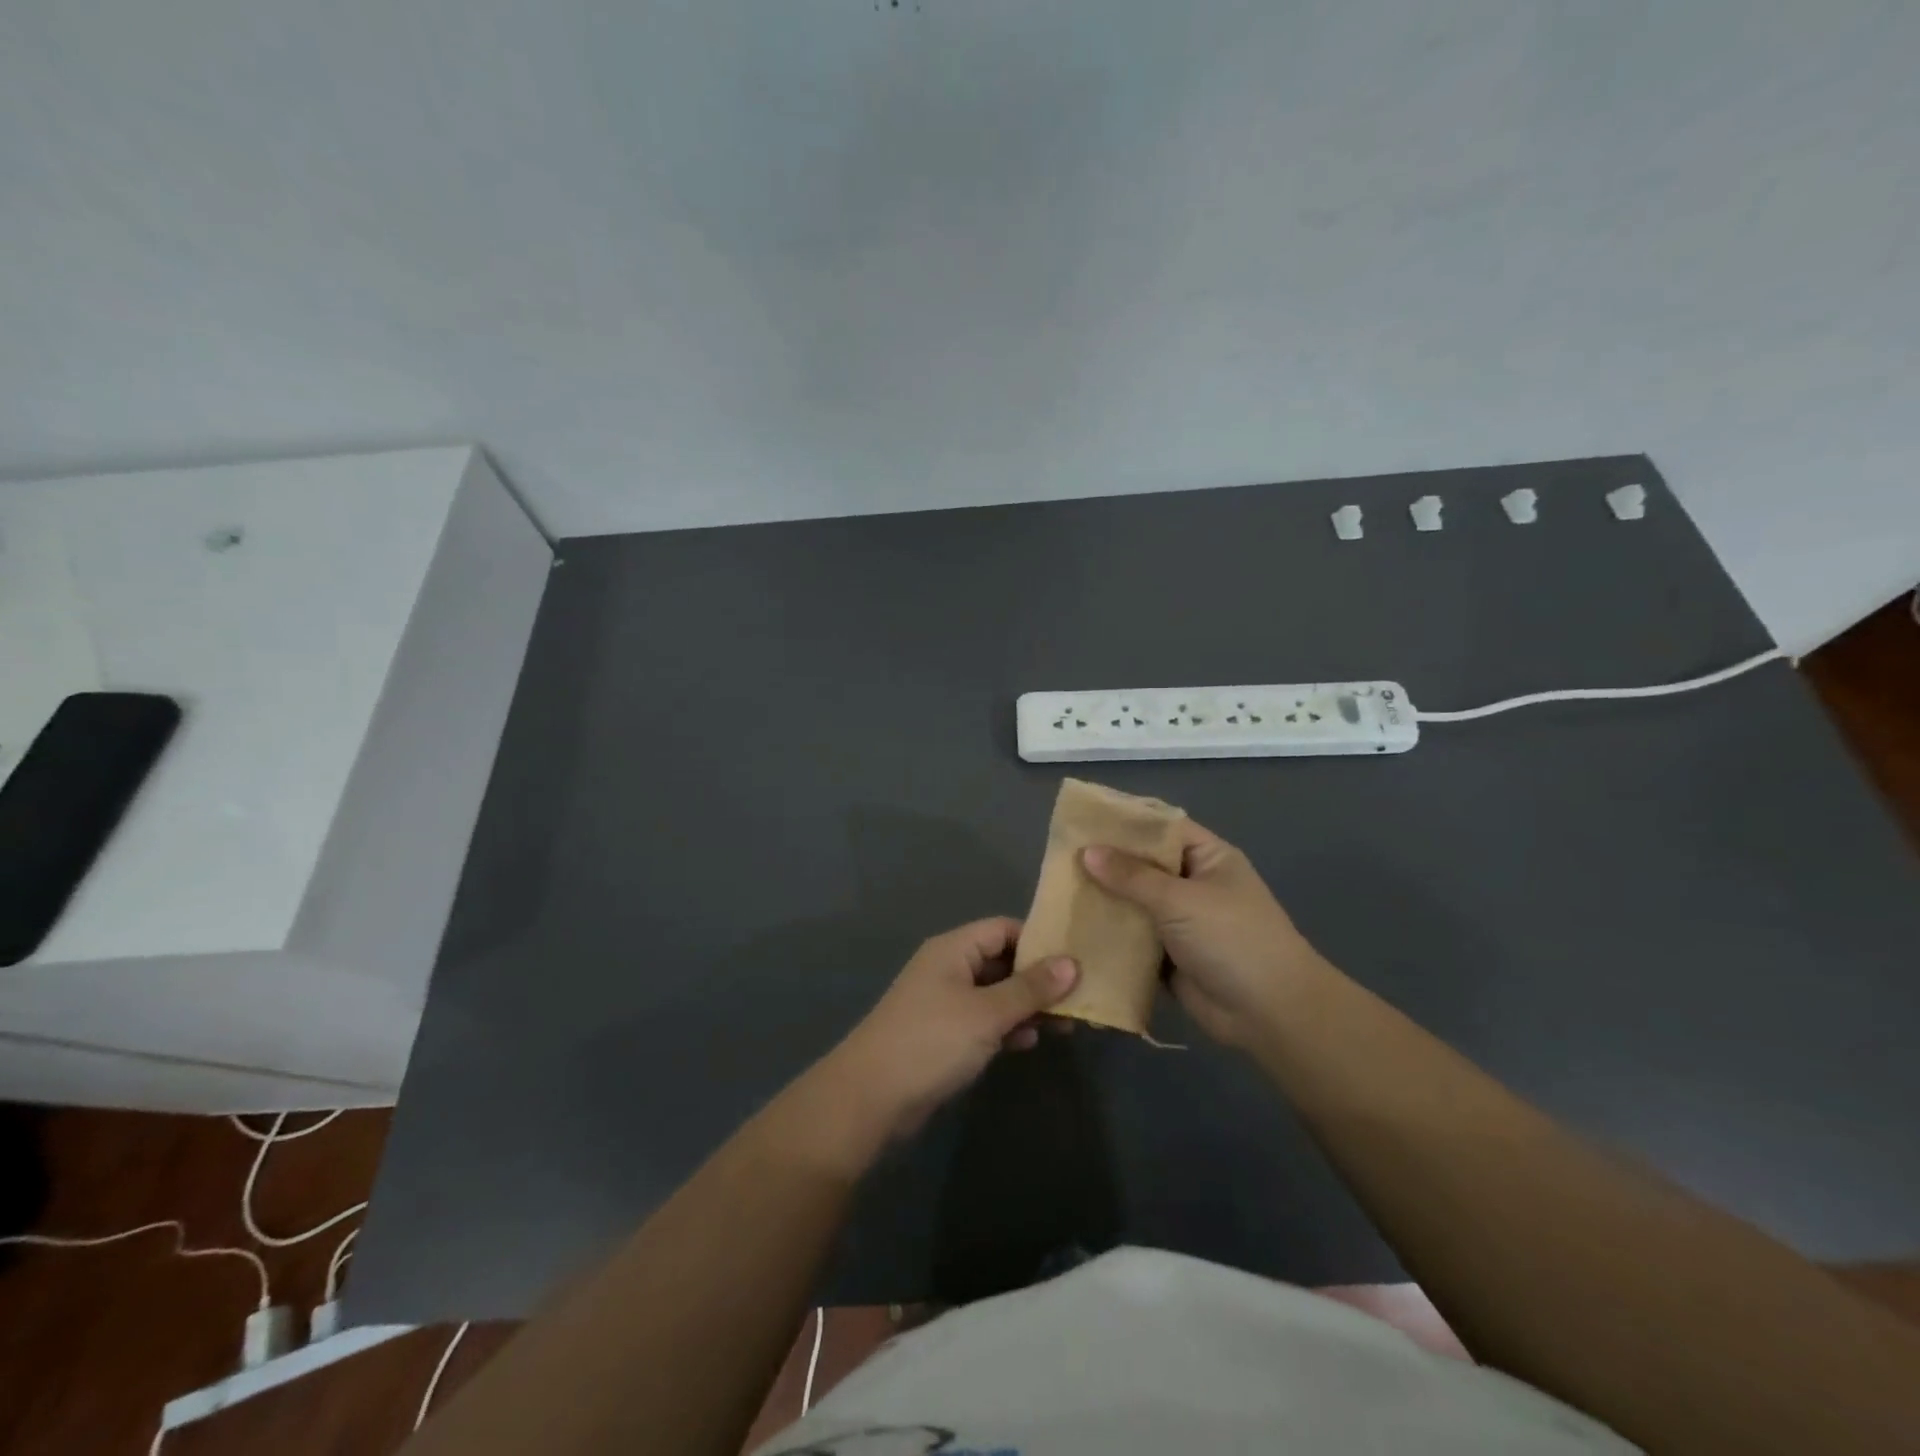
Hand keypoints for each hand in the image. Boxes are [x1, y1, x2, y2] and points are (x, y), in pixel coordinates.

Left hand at [824, 918, 1078, 1141]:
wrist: (870, 1098)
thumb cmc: (932, 1042)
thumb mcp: (987, 1013)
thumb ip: (1030, 988)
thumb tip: (1072, 963)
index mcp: (953, 949)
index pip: (1003, 929)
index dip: (1038, 941)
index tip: (1076, 960)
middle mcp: (948, 968)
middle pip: (1001, 961)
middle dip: (1038, 979)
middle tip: (1078, 1000)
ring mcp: (944, 1002)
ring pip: (995, 994)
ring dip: (1026, 1006)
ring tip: (1063, 1026)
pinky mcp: (943, 1035)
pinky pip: (983, 1020)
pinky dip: (1006, 1028)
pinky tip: (1028, 1043)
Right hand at [1082, 821, 1329, 1049]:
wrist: (1269, 1012)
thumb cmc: (1231, 939)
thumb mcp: (1180, 899)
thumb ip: (1131, 876)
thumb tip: (1087, 852)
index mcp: (1208, 858)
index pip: (1162, 828)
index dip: (1126, 823)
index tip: (1083, 820)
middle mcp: (1193, 885)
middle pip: (1144, 867)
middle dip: (1107, 864)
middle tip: (1059, 857)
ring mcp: (1181, 923)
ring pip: (1135, 904)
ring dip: (1105, 902)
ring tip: (1058, 892)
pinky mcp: (1169, 957)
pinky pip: (1134, 940)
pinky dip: (1111, 937)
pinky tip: (1075, 931)